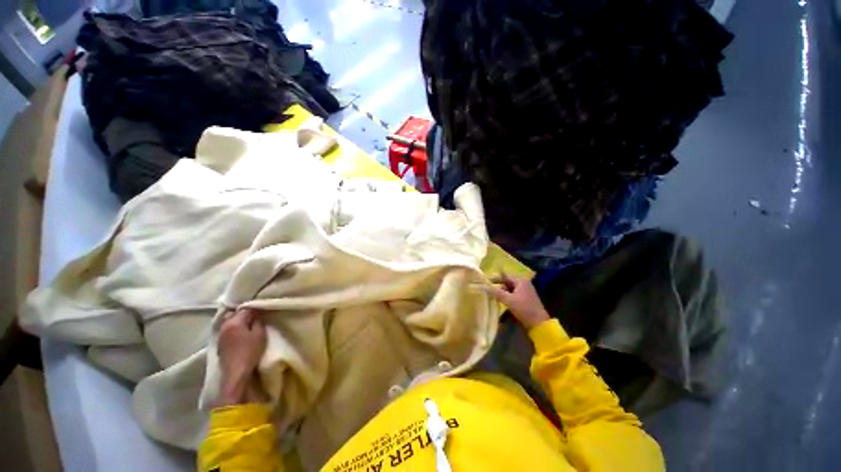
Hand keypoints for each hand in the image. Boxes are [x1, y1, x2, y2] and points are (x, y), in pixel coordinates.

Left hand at [217, 308, 267, 405]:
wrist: (236, 374)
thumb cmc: (250, 352)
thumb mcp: (259, 334)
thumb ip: (257, 322)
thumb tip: (255, 315)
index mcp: (234, 322)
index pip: (245, 309)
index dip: (255, 309)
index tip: (262, 310)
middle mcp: (224, 326)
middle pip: (234, 314)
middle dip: (243, 313)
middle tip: (254, 316)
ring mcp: (220, 335)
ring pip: (229, 322)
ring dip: (237, 321)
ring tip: (247, 324)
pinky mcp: (220, 344)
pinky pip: (227, 330)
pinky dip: (233, 329)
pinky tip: (239, 333)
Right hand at [486, 275, 550, 329]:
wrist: (538, 323)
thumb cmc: (524, 308)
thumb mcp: (508, 300)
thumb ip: (496, 292)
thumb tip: (485, 286)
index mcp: (521, 281)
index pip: (506, 276)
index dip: (496, 278)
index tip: (487, 281)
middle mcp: (524, 284)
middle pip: (508, 282)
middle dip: (499, 286)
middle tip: (490, 290)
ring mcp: (526, 292)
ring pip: (511, 289)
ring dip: (503, 292)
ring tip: (495, 296)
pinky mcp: (526, 299)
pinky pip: (514, 294)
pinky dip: (508, 296)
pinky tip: (503, 301)